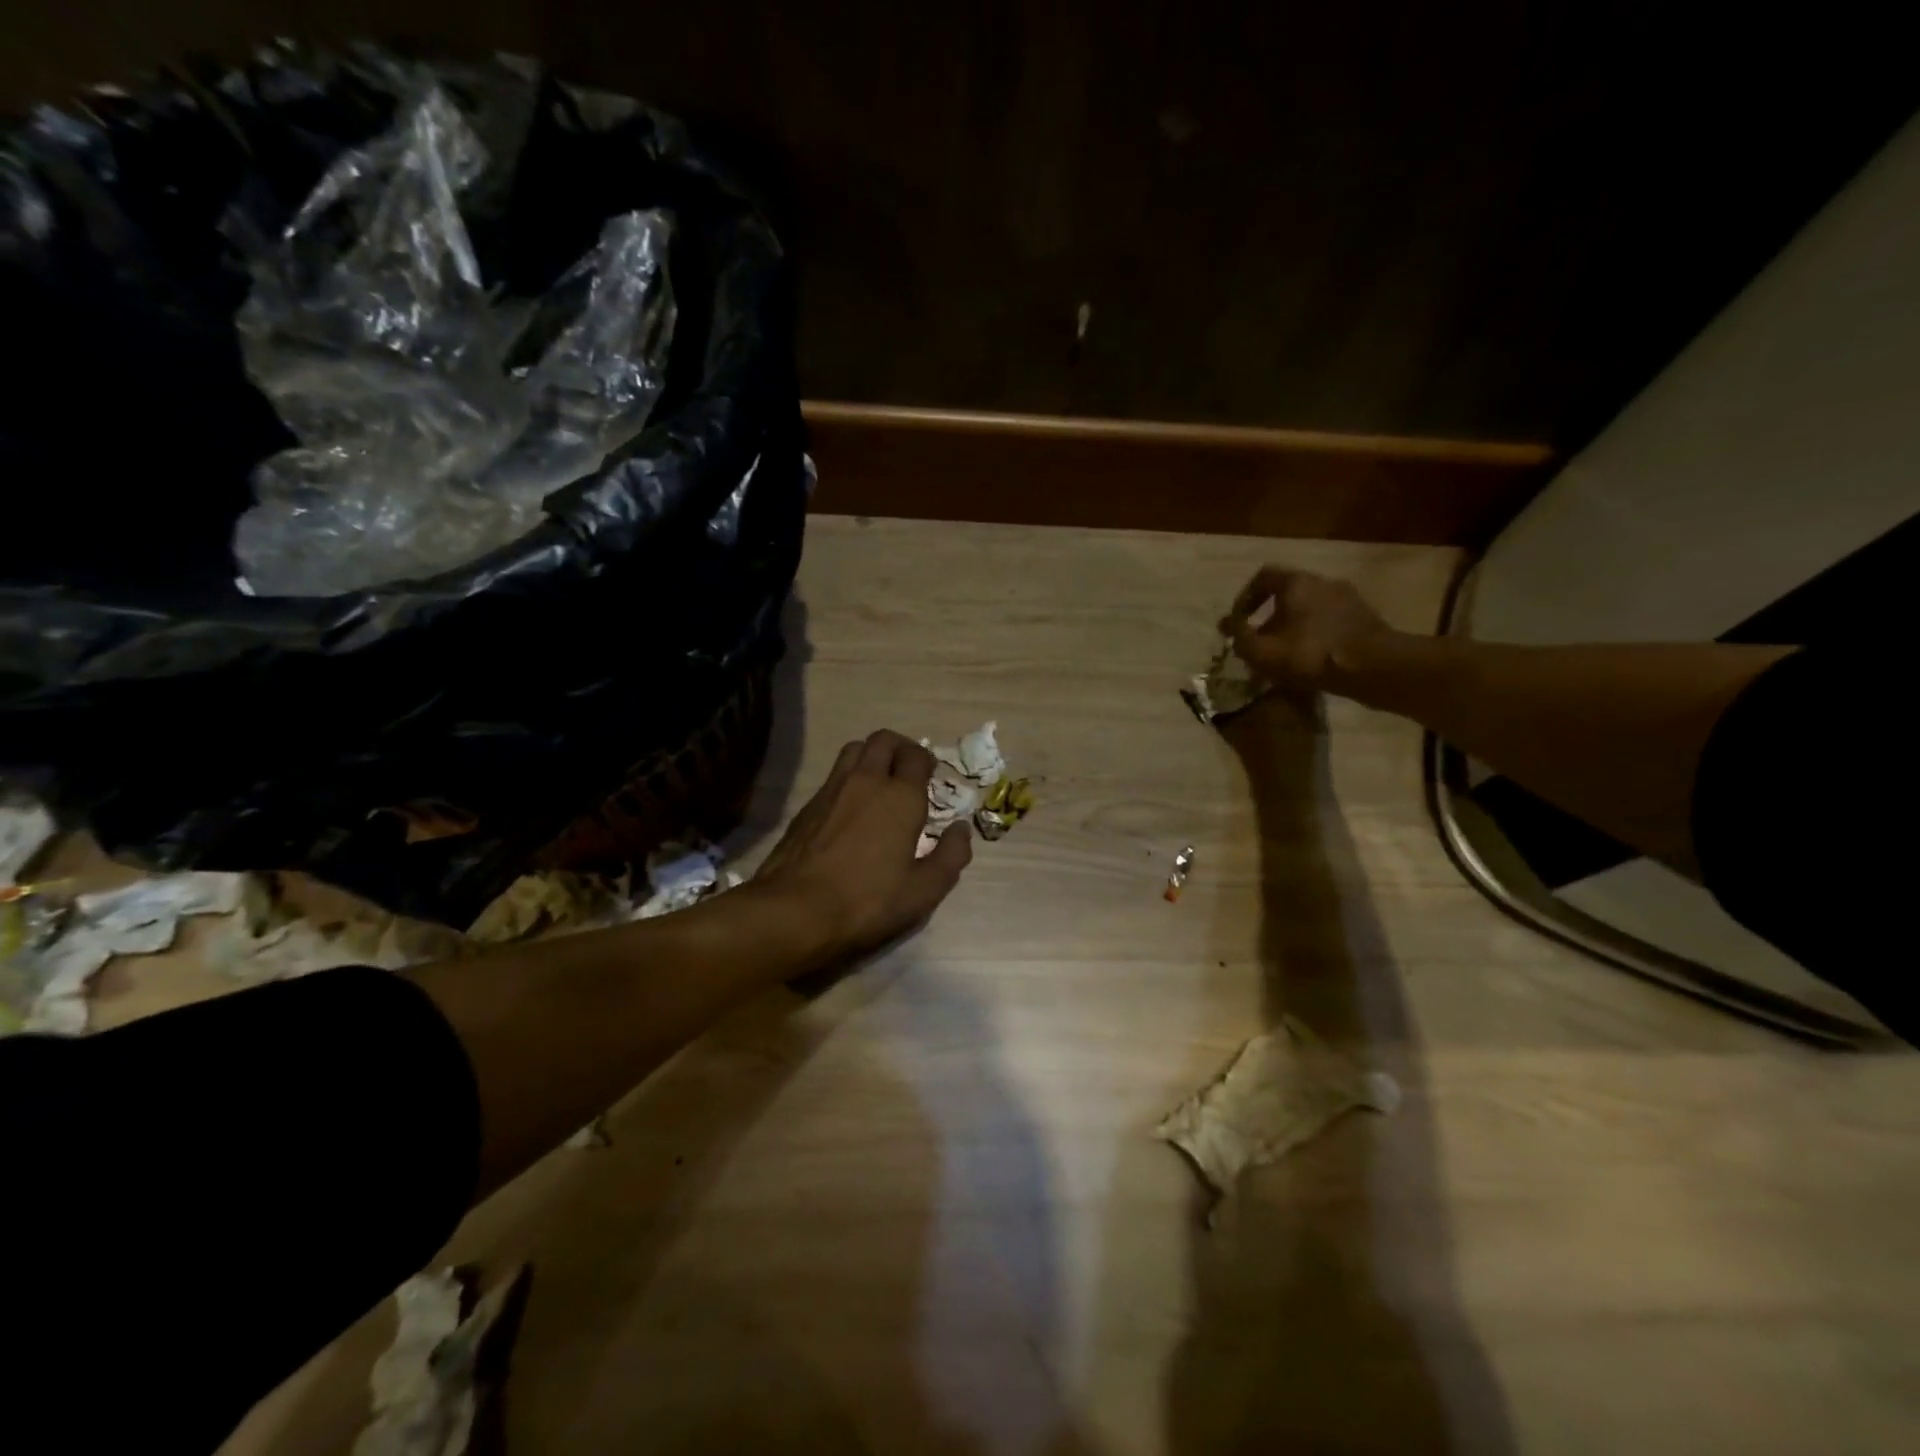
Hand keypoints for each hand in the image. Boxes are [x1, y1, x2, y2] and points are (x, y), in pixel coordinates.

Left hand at [751, 729, 971, 961]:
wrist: (795, 911)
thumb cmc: (868, 901)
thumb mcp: (924, 890)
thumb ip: (951, 855)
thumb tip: (961, 829)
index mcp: (900, 796)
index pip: (916, 755)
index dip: (926, 761)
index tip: (931, 777)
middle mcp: (865, 780)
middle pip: (883, 740)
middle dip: (900, 748)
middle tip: (908, 772)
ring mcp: (831, 789)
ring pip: (854, 750)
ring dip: (871, 756)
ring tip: (880, 783)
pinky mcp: (806, 806)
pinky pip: (833, 776)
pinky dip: (848, 778)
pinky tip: (851, 809)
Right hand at [1223, 567, 1393, 693]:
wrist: (1374, 667)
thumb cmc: (1311, 654)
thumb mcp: (1263, 651)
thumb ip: (1240, 637)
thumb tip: (1226, 625)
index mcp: (1297, 583)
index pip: (1264, 576)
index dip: (1246, 596)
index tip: (1239, 620)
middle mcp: (1323, 582)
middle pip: (1289, 593)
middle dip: (1270, 616)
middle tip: (1261, 641)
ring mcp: (1348, 599)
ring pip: (1311, 608)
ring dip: (1294, 627)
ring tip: (1286, 654)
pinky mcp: (1365, 618)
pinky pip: (1330, 621)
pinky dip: (1316, 635)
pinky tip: (1313, 659)